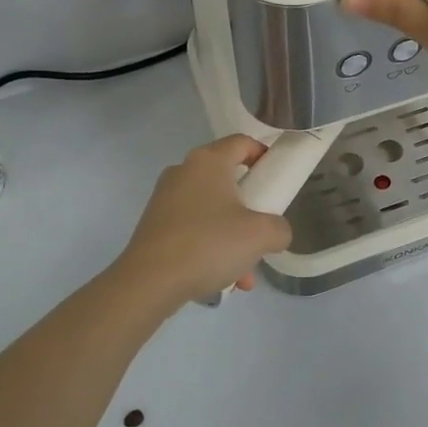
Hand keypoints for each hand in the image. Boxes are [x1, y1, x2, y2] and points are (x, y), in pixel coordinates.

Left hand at [113, 135, 292, 307]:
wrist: (148, 283)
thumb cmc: (208, 244)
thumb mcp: (260, 236)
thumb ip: (279, 228)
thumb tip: (275, 232)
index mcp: (208, 161)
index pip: (242, 142)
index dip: (265, 155)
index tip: (278, 179)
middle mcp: (184, 172)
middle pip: (228, 180)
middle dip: (251, 208)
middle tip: (263, 230)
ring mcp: (165, 199)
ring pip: (212, 211)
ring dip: (233, 236)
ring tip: (245, 272)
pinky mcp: (155, 225)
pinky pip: (193, 229)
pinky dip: (211, 248)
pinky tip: (222, 280)